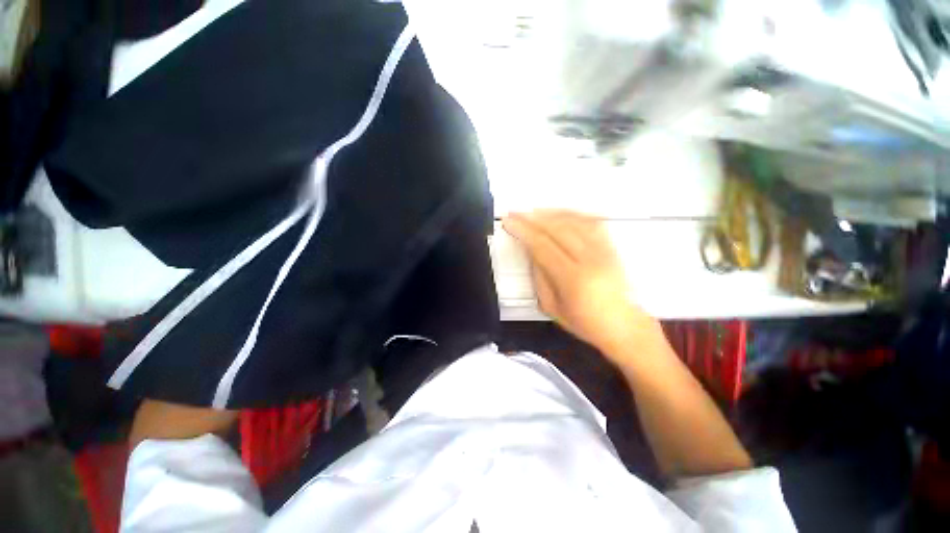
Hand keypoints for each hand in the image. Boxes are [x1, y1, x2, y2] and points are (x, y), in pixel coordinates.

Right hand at [502, 210, 659, 356]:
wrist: (623, 325)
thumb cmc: (584, 322)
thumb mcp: (551, 306)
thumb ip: (539, 276)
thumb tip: (531, 250)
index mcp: (572, 279)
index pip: (542, 246)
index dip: (523, 231)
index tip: (508, 222)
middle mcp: (590, 260)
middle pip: (557, 229)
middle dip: (532, 218)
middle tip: (516, 212)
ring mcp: (604, 251)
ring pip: (574, 221)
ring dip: (551, 213)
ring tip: (533, 212)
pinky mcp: (612, 247)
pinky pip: (591, 222)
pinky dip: (573, 214)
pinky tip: (560, 213)